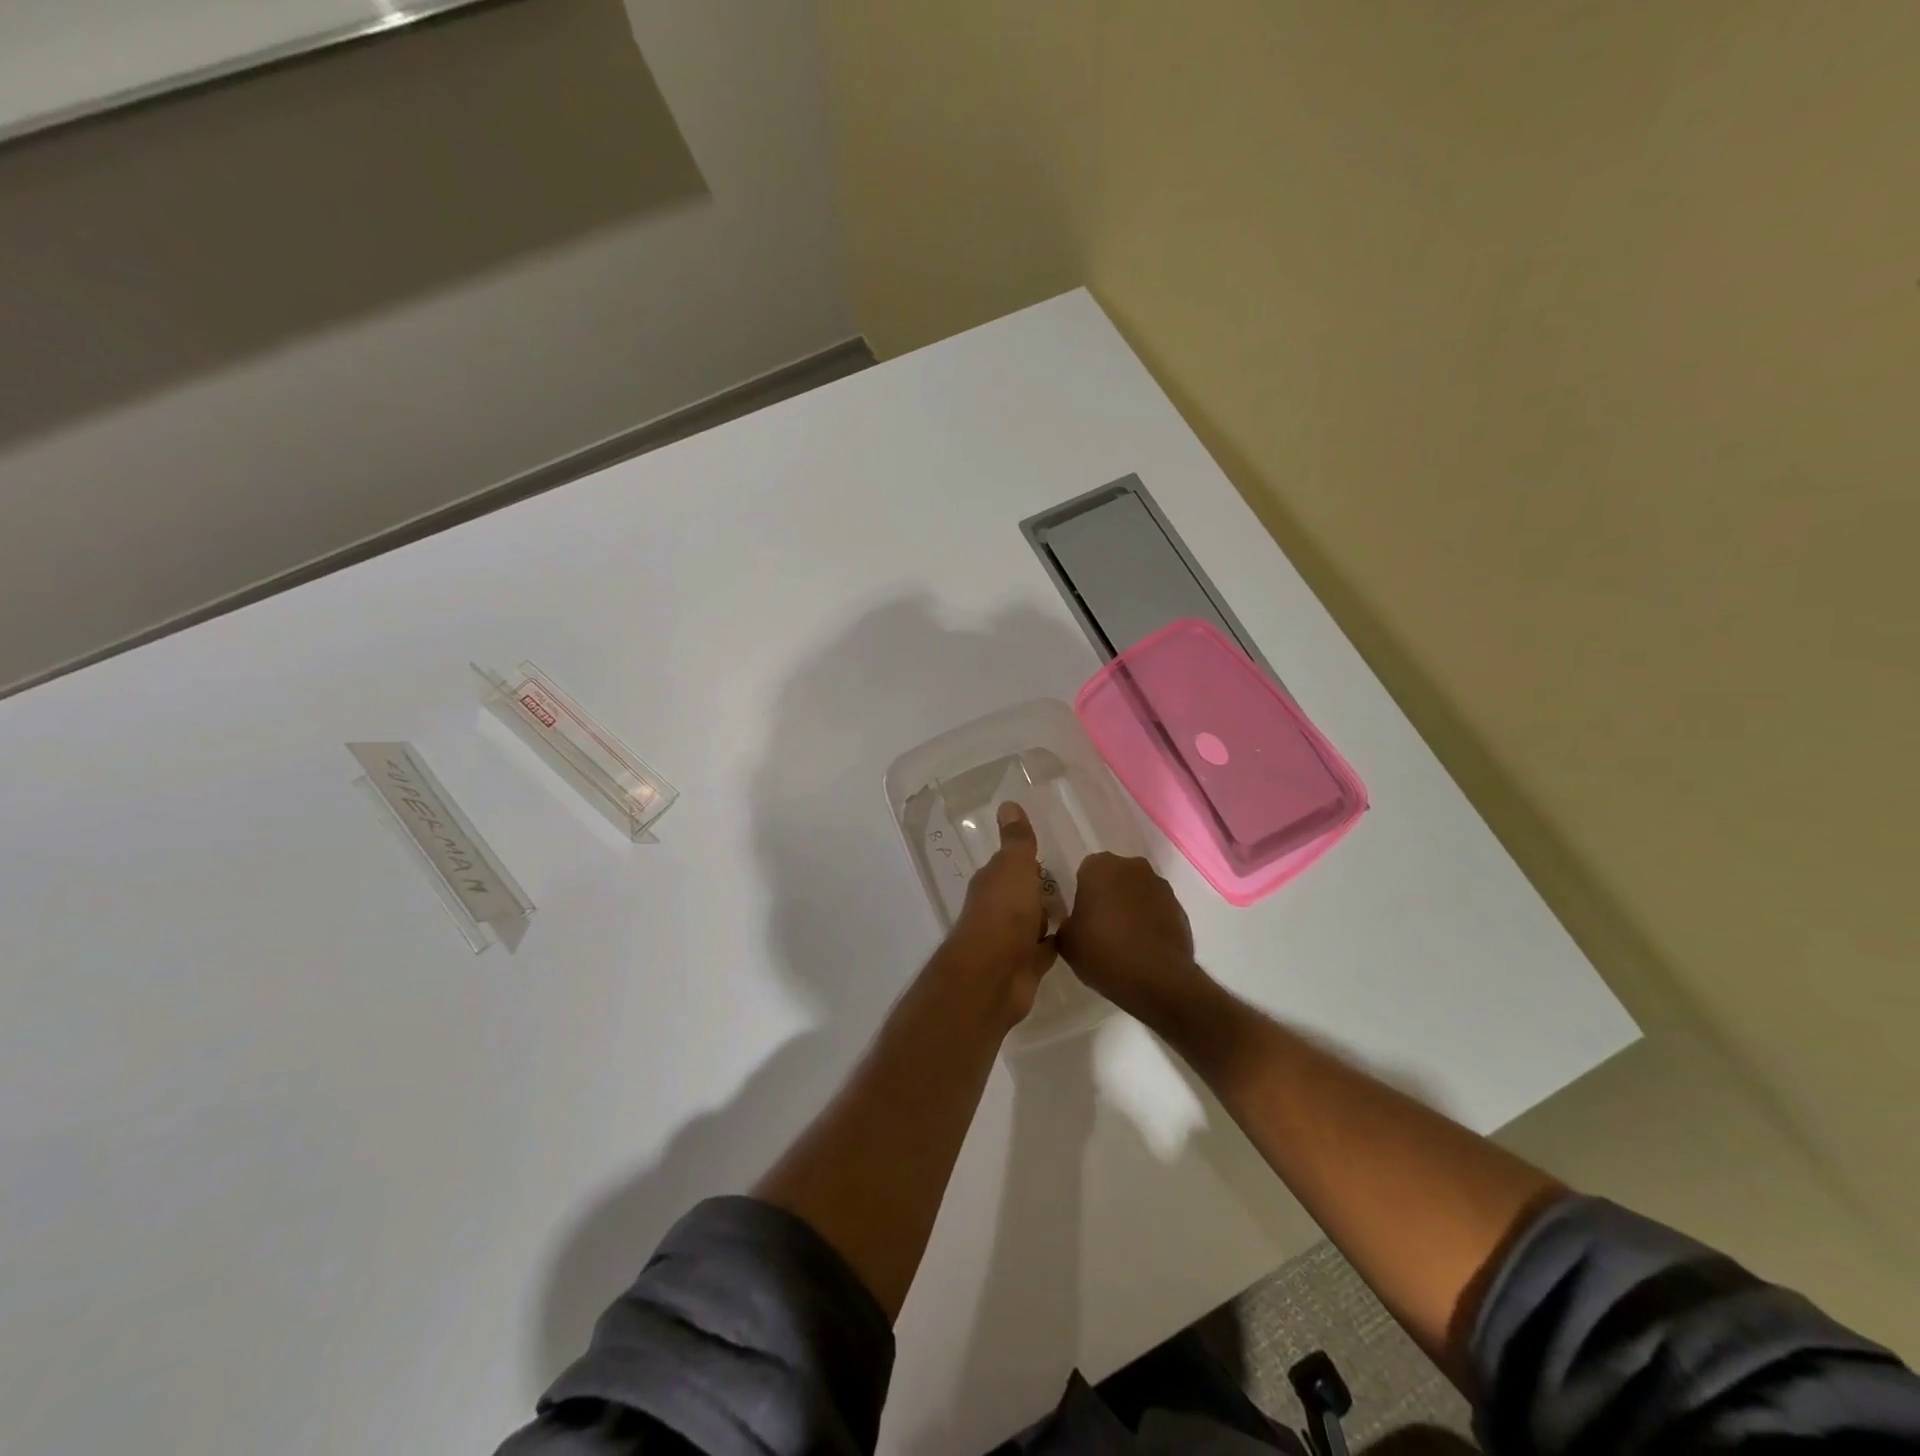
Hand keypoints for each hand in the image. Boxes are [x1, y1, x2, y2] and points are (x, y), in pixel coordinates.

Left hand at [942, 801, 1057, 1024]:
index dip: (1027, 860)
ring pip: (1033, 922)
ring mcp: (1010, 940)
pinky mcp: (1025, 967)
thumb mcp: (1014, 867)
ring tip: (1083, 907)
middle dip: (1041, 889)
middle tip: (1076, 881)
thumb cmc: (1004, 913)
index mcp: (992, 882)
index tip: (1051, 854)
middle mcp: (997, 909)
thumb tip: (1007, 803)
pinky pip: (1044, 950)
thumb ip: (1017, 840)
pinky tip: (1078, 939)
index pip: (1011, 865)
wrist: (994, 976)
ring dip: (1048, 917)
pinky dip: (1056, 944)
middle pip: (1022, 894)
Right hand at [1057, 853, 1206, 1025]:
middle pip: (1115, 877)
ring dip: (1131, 907)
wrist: (1158, 980)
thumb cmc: (1103, 952)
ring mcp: (1160, 887)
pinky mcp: (1180, 908)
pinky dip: (1150, 922)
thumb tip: (1076, 922)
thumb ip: (1067, 922)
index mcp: (1100, 867)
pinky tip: (1143, 947)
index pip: (1086, 871)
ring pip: (1138, 892)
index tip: (1082, 916)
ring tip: (1124, 940)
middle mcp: (1133, 867)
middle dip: (1108, 895)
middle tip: (1100, 925)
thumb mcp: (1067, 941)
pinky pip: (1157, 910)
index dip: (1083, 893)